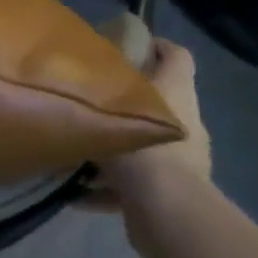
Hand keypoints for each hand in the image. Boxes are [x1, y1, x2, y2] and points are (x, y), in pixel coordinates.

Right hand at [90, 38, 211, 205]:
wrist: (166, 213)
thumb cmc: (141, 151)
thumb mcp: (109, 111)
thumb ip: (93, 95)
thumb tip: (73, 81)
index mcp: (177, 93)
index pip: (177, 56)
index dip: (156, 46)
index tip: (124, 45)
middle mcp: (184, 122)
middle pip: (158, 101)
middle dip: (126, 101)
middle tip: (89, 100)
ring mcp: (182, 161)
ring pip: (144, 145)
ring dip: (116, 148)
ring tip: (77, 151)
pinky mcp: (170, 194)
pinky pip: (134, 185)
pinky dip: (109, 188)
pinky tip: (76, 194)